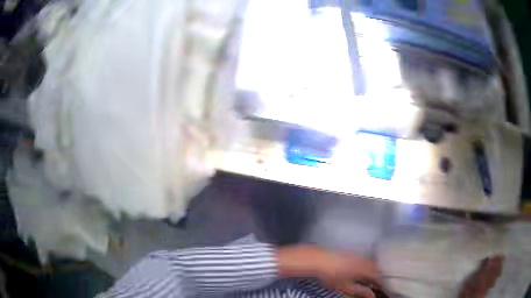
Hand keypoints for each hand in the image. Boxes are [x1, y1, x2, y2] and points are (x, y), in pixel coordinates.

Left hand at [278, 246, 380, 297]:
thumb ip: (360, 290)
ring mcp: (357, 255)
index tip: (381, 288)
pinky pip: (364, 259)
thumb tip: (372, 295)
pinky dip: (366, 265)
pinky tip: (359, 271)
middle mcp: (364, 260)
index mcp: (365, 268)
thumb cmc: (332, 275)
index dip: (380, 282)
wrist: (318, 259)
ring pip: (370, 262)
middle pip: (376, 267)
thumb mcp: (346, 286)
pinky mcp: (351, 252)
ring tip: (368, 279)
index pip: (378, 275)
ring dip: (372, 270)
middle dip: (377, 275)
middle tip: (375, 284)